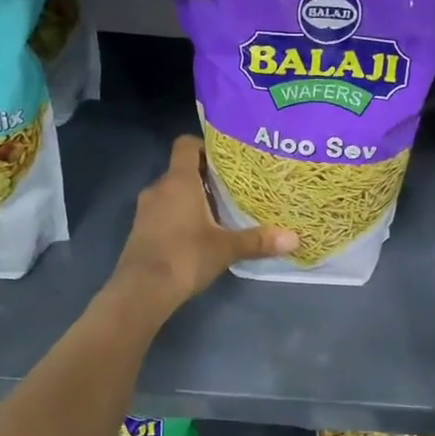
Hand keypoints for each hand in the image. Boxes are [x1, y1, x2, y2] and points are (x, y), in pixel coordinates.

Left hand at [110, 136, 297, 310]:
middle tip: (232, 187)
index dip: (204, 145)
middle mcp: (159, 187)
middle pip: (182, 169)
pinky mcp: (140, 229)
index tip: (226, 158)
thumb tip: (295, 238)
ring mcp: (145, 209)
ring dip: (191, 197)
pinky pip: (162, 211)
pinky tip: (197, 233)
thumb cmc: (185, 257)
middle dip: (205, 176)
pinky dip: (178, 215)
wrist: (141, 291)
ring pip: (172, 192)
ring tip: (218, 211)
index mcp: (179, 181)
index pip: (186, 145)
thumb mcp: (226, 248)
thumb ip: (258, 240)